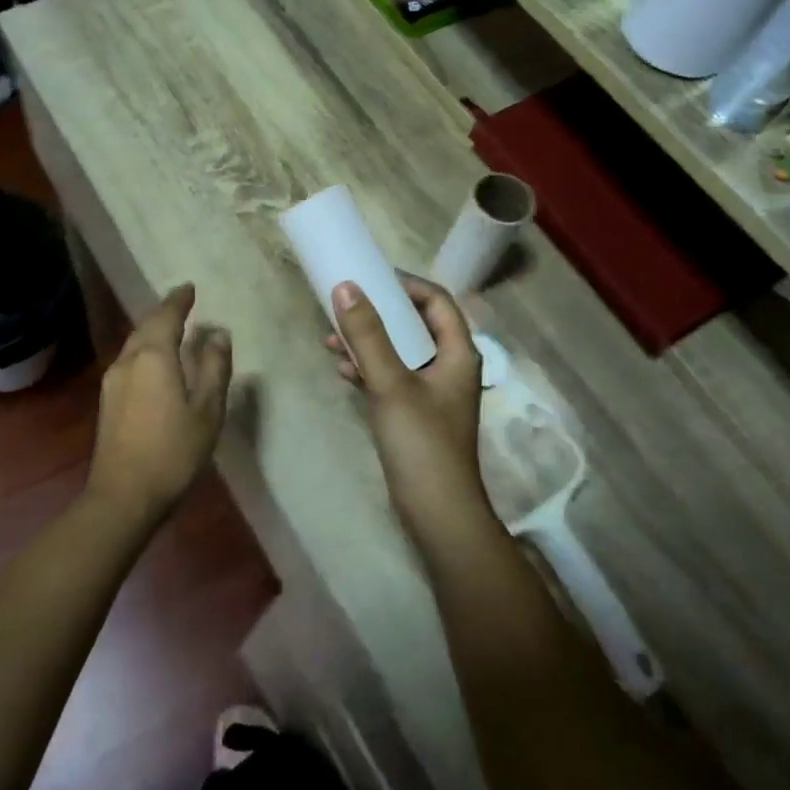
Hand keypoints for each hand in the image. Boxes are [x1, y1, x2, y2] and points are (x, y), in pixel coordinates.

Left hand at [87, 284, 231, 518]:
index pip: (166, 316)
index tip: (189, 288)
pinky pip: (129, 360)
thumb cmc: (174, 451)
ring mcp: (113, 381)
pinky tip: (156, 362)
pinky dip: (146, 350)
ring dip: (153, 331)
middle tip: (183, 305)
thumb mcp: (207, 410)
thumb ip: (215, 367)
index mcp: (154, 356)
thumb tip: (218, 334)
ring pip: (134, 344)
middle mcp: (128, 360)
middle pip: (145, 326)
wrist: (124, 495)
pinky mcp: (108, 401)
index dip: (179, 300)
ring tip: (172, 330)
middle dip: (164, 313)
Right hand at [325, 275, 489, 528]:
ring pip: (399, 352)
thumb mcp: (391, 383)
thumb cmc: (421, 442)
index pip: (437, 301)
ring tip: (331, 339)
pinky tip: (342, 370)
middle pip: (415, 325)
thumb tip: (345, 287)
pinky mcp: (415, 414)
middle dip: (378, 314)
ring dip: (368, 342)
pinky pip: (391, 378)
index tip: (369, 279)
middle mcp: (449, 367)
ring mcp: (432, 392)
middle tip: (344, 305)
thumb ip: (368, 335)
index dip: (406, 285)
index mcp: (458, 353)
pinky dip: (369, 370)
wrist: (436, 511)